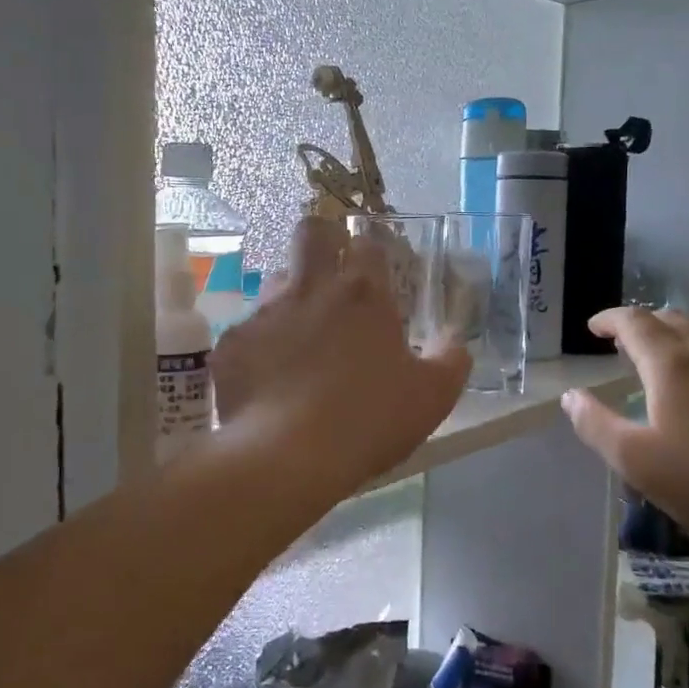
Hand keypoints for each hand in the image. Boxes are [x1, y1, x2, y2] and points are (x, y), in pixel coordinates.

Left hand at [210, 218, 469, 508]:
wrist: (286, 456)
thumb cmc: (368, 420)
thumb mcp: (430, 397)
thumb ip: (450, 361)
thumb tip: (455, 342)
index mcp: (363, 294)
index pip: (369, 243)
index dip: (373, 252)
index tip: (377, 273)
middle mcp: (310, 288)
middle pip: (311, 231)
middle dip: (321, 238)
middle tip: (330, 271)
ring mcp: (265, 312)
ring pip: (275, 280)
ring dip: (290, 296)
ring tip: (299, 336)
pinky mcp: (232, 342)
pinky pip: (248, 331)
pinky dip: (261, 346)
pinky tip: (268, 378)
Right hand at [560, 308, 688, 554]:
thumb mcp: (635, 461)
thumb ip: (595, 424)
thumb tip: (571, 396)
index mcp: (672, 363)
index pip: (634, 322)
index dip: (609, 320)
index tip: (594, 329)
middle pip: (672, 318)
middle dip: (643, 325)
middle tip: (625, 345)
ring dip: (679, 333)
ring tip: (668, 355)